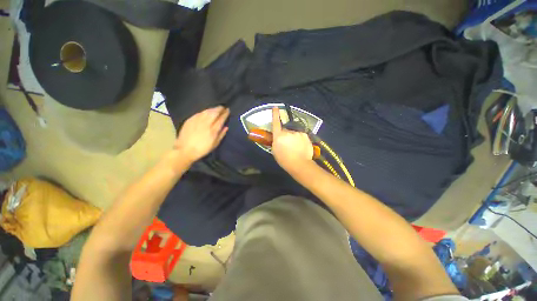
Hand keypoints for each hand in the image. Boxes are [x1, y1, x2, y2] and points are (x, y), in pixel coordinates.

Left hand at [174, 106, 229, 163]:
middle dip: (220, 109)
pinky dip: (205, 111)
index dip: (225, 113)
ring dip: (213, 108)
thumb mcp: (215, 144)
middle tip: (223, 107)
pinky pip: (199, 113)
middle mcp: (206, 123)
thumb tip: (226, 127)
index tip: (228, 110)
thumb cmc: (202, 149)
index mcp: (213, 130)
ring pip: (207, 111)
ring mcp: (197, 121)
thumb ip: (221, 135)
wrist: (185, 150)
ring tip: (216, 108)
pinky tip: (206, 111)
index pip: (221, 119)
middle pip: (214, 113)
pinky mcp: (190, 120)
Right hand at [271, 107, 313, 171]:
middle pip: (285, 130)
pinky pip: (300, 135)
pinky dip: (300, 139)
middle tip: (287, 145)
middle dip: (285, 135)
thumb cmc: (284, 160)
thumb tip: (278, 137)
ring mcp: (297, 133)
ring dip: (293, 138)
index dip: (275, 115)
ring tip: (295, 147)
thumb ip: (275, 141)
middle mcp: (288, 132)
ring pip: (293, 133)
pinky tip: (301, 147)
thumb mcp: (275, 151)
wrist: (299, 164)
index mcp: (279, 136)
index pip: (276, 123)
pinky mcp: (305, 135)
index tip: (275, 107)